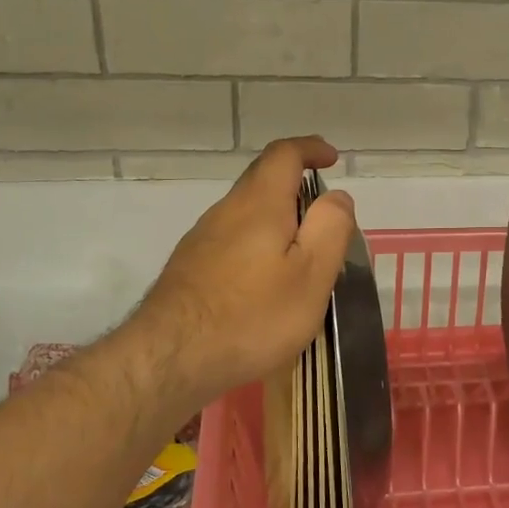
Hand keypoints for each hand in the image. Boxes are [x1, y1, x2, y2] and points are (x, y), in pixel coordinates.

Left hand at [129, 136, 355, 407]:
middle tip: (323, 215)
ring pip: (245, 213)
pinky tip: (264, 282)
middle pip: (261, 181)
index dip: (310, 149)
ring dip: (275, 219)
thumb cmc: (253, 316)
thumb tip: (337, 197)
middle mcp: (226, 211)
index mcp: (260, 204)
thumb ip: (329, 229)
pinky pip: (231, 240)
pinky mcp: (189, 268)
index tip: (331, 158)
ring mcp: (201, 239)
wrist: (171, 358)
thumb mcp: (310, 275)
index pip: (284, 155)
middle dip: (295, 186)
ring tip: (300, 256)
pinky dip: (256, 244)